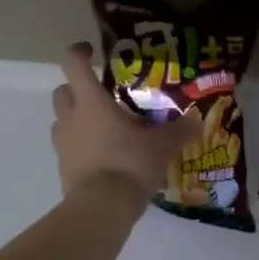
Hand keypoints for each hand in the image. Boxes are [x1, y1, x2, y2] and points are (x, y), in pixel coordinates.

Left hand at [51, 43, 197, 204]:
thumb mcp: (162, 146)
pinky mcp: (63, 169)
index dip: (79, 53)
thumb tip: (197, 119)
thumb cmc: (130, 164)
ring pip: (61, 121)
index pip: (74, 65)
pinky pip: (68, 149)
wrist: (102, 208)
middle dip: (76, 89)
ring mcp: (63, 145)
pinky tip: (103, 157)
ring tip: (103, 128)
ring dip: (76, 119)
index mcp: (91, 102)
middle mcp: (71, 118)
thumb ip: (179, 130)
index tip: (90, 51)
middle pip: (61, 91)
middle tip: (100, 95)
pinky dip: (81, 147)